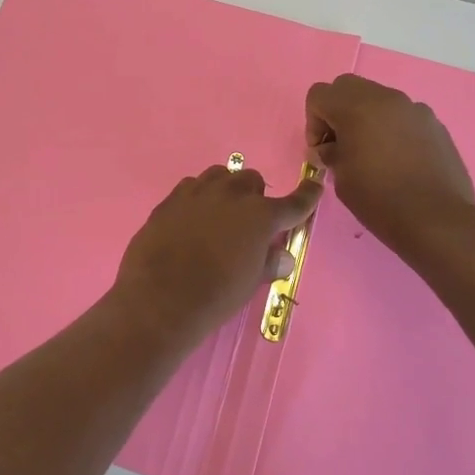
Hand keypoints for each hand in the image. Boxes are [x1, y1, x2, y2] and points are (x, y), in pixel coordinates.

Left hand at [111, 165, 322, 345]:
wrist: (160, 299)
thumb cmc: (215, 296)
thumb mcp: (250, 283)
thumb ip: (269, 263)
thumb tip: (282, 256)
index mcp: (260, 215)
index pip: (294, 202)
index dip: (307, 195)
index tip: (314, 185)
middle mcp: (231, 194)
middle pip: (251, 180)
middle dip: (255, 196)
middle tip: (248, 222)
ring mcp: (197, 192)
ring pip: (220, 175)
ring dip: (226, 189)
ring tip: (219, 214)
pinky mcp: (170, 199)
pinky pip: (191, 187)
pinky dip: (198, 197)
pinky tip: (191, 218)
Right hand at [306, 74, 474, 262]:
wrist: (436, 219)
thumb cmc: (379, 199)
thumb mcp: (341, 178)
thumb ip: (331, 154)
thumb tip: (328, 149)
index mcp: (356, 107)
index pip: (319, 94)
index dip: (313, 121)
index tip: (322, 150)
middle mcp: (386, 98)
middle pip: (348, 87)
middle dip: (337, 111)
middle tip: (340, 144)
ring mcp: (414, 109)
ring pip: (378, 99)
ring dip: (366, 118)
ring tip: (371, 154)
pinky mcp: (434, 124)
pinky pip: (402, 115)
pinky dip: (391, 128)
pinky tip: (398, 160)